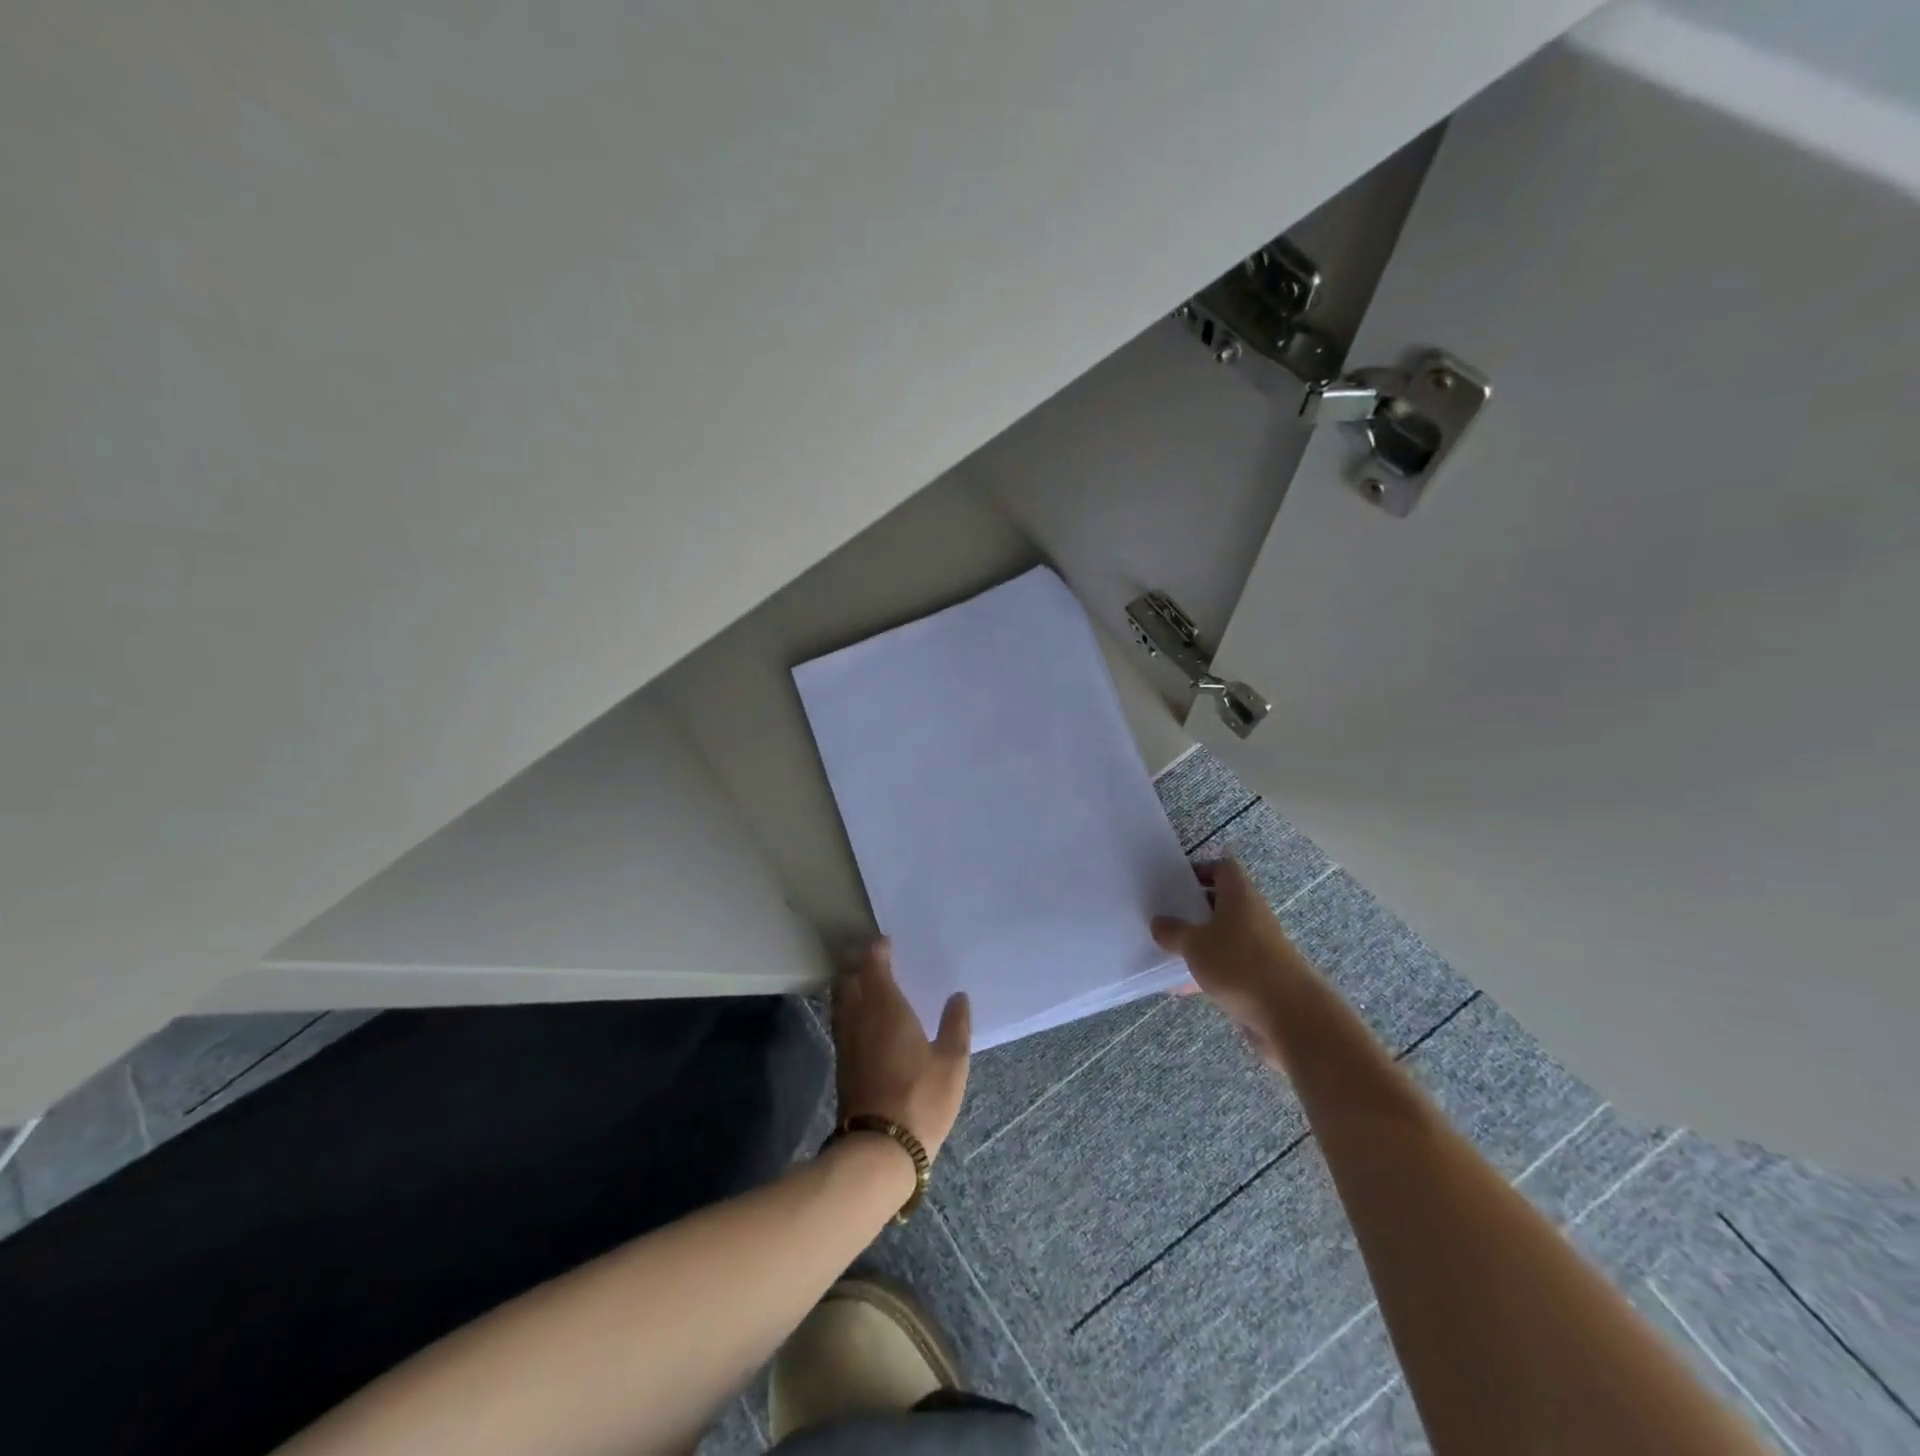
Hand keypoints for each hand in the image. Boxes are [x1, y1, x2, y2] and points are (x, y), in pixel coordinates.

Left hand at [832, 940, 970, 1161]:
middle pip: (850, 978)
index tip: (886, 941)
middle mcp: (860, 1017)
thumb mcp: (952, 1062)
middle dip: (859, 962)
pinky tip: (862, 1015)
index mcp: (886, 1008)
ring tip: (866, 979)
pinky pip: (842, 1019)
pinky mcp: (843, 1063)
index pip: (874, 966)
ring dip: (850, 983)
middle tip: (875, 956)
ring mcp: (847, 1041)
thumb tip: (958, 996)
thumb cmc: (921, 1099)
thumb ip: (956, 1024)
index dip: (877, 950)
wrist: (879, 1149)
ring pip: (841, 999)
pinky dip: (849, 1006)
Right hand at [1152, 860, 1314, 1069]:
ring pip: (1223, 936)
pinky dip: (1207, 971)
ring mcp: (1258, 948)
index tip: (1175, 882)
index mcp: (1239, 896)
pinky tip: (1181, 985)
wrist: (1289, 1015)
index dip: (1200, 869)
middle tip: (1165, 914)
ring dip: (1199, 941)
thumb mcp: (1194, 944)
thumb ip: (1173, 932)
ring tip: (1167, 949)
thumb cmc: (1238, 965)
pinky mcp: (1259, 977)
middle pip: (1221, 902)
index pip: (1223, 869)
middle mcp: (1252, 916)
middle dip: (1193, 908)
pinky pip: (1227, 965)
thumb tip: (1159, 923)